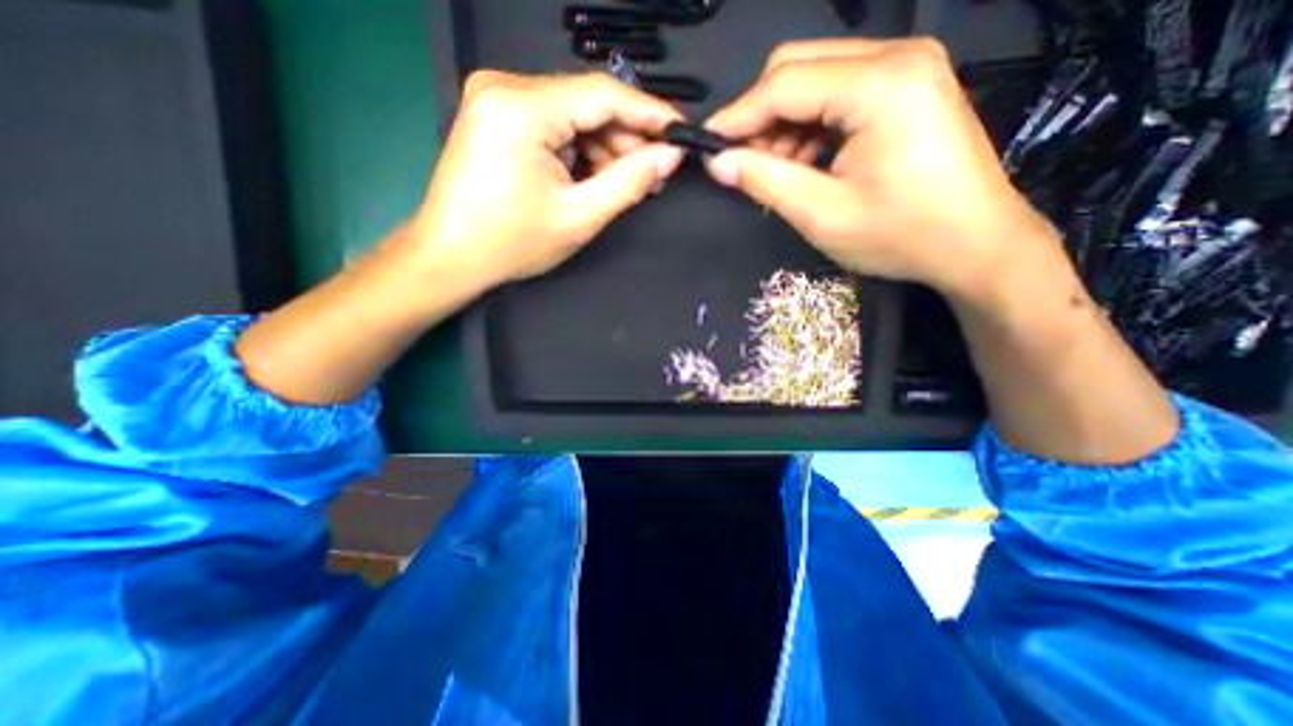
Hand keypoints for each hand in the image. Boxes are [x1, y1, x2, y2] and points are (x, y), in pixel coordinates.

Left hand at [404, 70, 686, 290]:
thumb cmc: (513, 243)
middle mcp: (504, 86)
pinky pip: (553, 123)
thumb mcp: (580, 217)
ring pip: (572, 114)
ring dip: (603, 147)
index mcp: (521, 108)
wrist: (451, 256)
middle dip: (625, 139)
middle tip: (656, 173)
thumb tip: (669, 156)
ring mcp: (495, 97)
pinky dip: (579, 149)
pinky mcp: (495, 114)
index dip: (650, 113)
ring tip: (628, 182)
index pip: (603, 94)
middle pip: (586, 102)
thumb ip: (629, 182)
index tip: (681, 133)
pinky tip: (594, 176)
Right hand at [706, 40, 1060, 299]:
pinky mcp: (908, 87)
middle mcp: (897, 57)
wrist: (975, 245)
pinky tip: (807, 164)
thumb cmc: (901, 235)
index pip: (785, 84)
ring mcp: (907, 68)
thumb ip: (766, 181)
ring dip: (785, 125)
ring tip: (779, 173)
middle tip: (745, 164)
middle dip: (761, 116)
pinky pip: (839, 94)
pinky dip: (811, 127)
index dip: (738, 116)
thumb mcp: (822, 214)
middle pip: (799, 66)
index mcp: (880, 85)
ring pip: (816, 79)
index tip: (707, 145)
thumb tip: (718, 162)